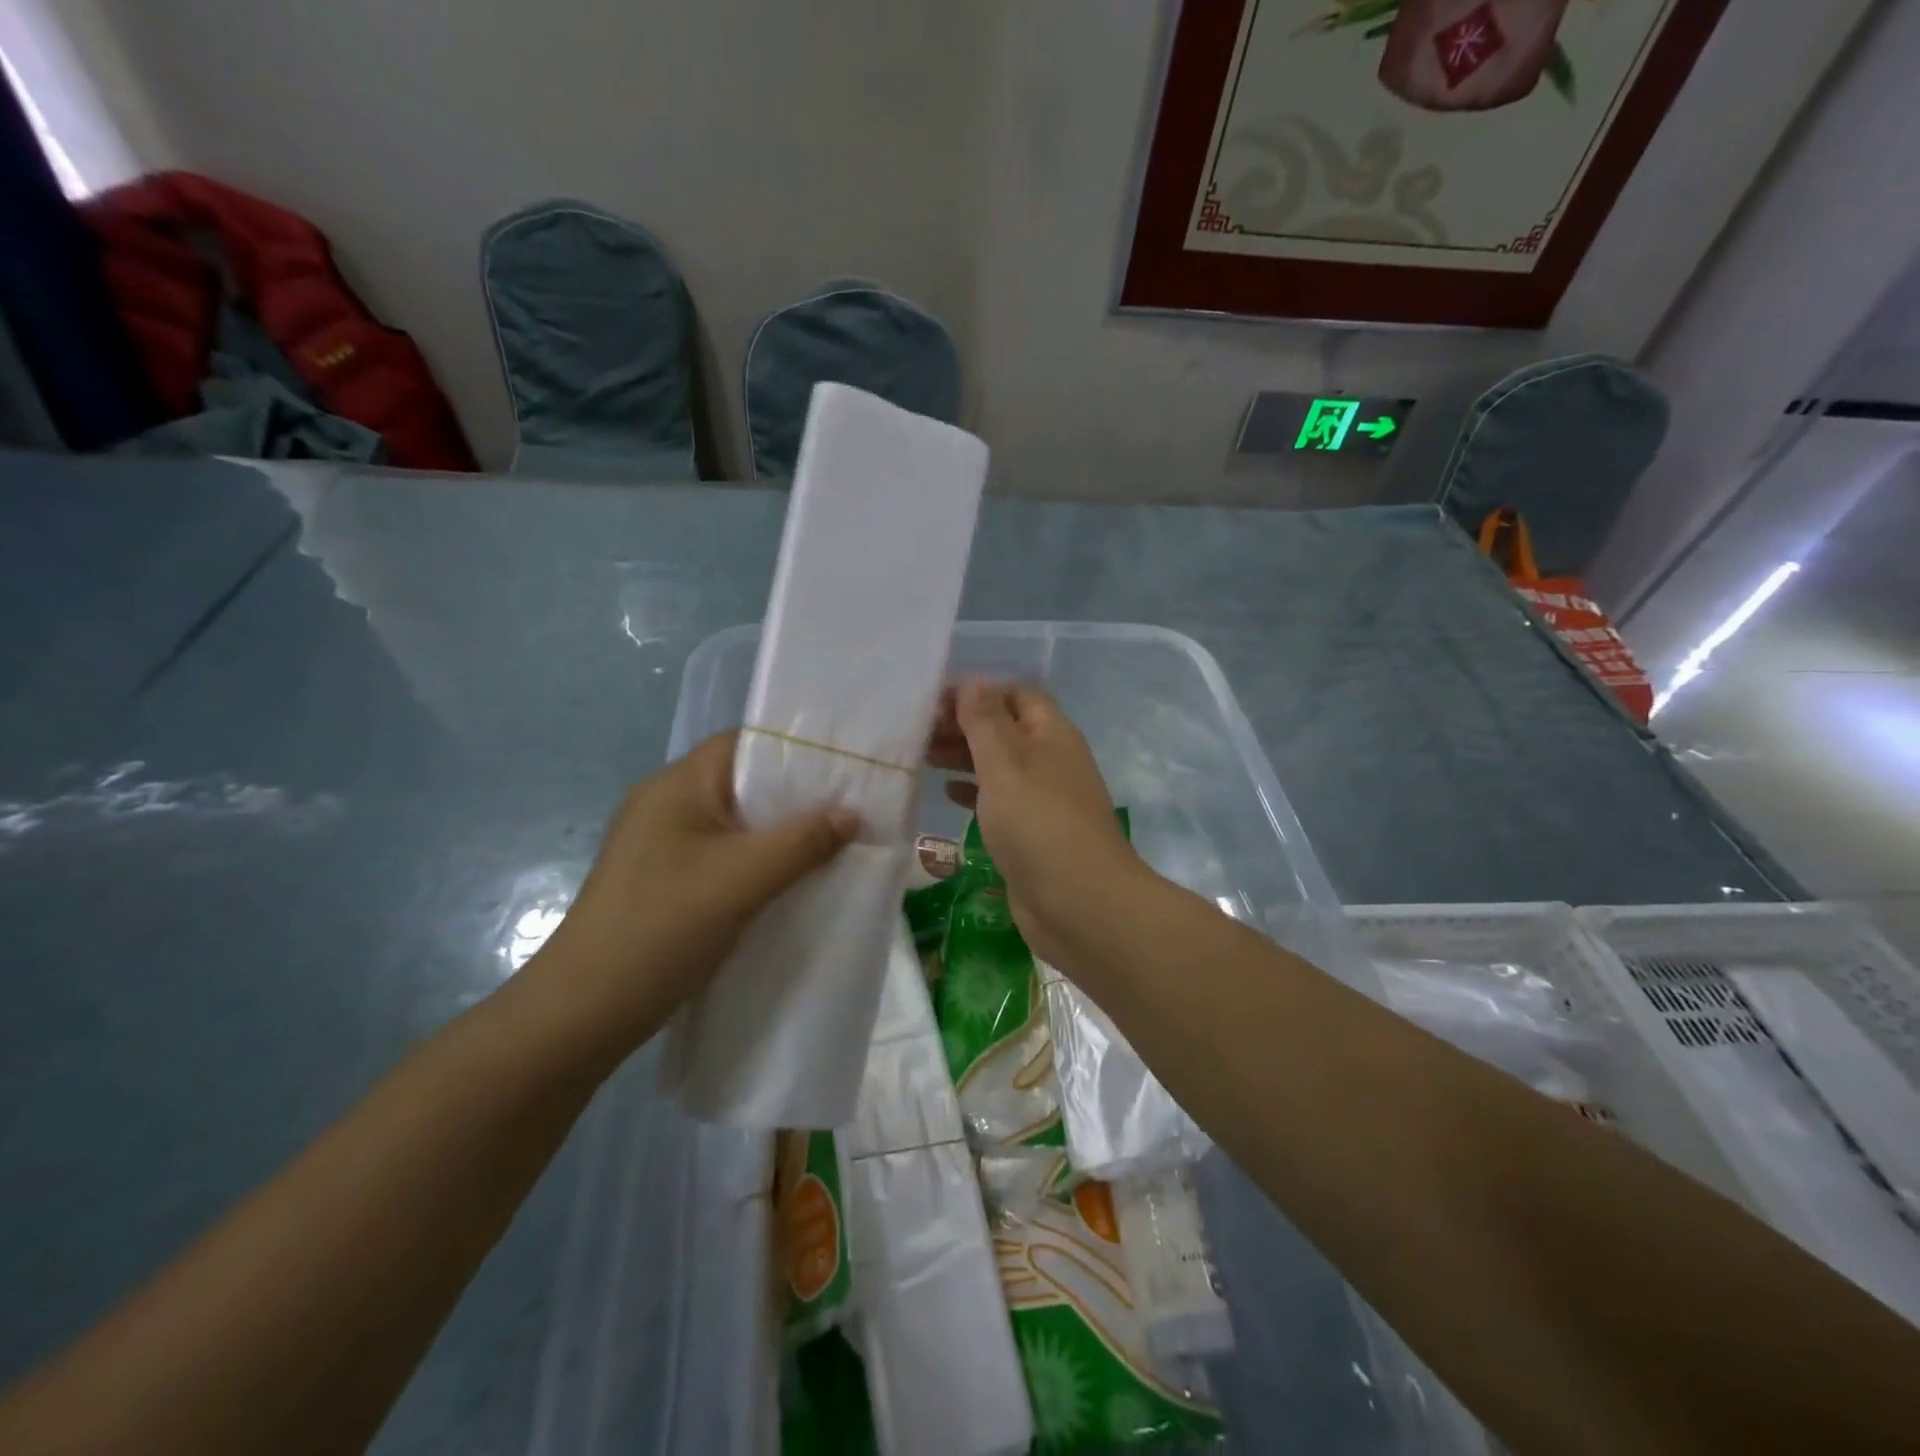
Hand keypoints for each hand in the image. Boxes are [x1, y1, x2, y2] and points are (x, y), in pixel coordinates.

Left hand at [526, 733, 856, 1052]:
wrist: (584, 1011)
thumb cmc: (663, 926)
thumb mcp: (744, 878)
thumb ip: (804, 841)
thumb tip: (853, 815)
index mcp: (678, 785)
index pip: (745, 744)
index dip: (798, 750)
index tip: (848, 768)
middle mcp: (667, 804)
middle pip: (745, 784)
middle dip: (798, 797)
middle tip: (854, 809)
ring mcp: (664, 845)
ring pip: (738, 825)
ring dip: (782, 834)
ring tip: (836, 844)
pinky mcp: (666, 881)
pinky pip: (726, 856)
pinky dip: (761, 863)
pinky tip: (794, 881)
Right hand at [929, 681, 1144, 965]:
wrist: (1080, 904)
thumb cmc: (1039, 823)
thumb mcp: (1006, 763)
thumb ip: (985, 721)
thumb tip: (972, 681)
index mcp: (1051, 733)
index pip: (1014, 694)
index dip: (976, 691)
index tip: (932, 701)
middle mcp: (1049, 760)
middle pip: (1004, 728)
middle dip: (963, 724)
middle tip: (917, 731)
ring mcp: (1042, 798)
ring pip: (999, 764)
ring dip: (963, 756)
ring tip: (921, 755)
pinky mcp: (1031, 832)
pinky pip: (999, 799)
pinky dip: (973, 790)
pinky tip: (947, 792)